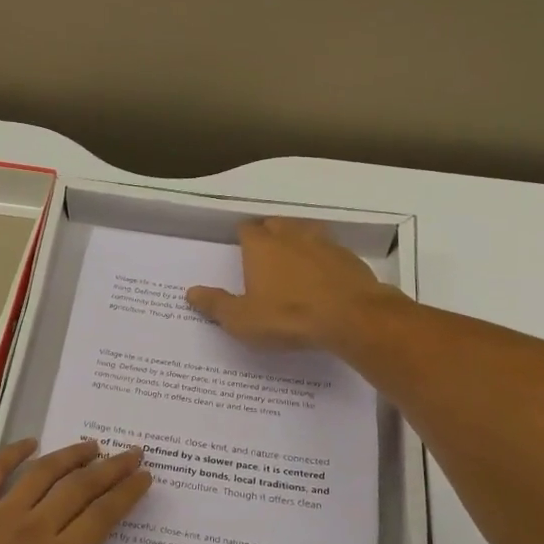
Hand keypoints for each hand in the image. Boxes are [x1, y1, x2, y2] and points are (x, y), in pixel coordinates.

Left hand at [0, 439, 150, 543]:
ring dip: (73, 454)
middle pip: (82, 488)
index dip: (127, 495)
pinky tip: (30, 442)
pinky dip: (16, 452)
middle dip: (112, 468)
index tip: (144, 477)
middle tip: (133, 452)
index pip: (102, 520)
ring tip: (93, 444)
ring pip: (46, 472)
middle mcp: (35, 529)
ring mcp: (0, 512)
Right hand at [185, 217, 389, 351]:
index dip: (242, 238)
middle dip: (268, 233)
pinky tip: (323, 276)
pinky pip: (330, 250)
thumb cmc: (288, 317)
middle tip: (264, 254)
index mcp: (261, 247)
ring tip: (294, 260)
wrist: (352, 317)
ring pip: (305, 232)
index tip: (240, 249)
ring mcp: (324, 243)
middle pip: (275, 224)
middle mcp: (291, 236)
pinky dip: (323, 258)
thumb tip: (190, 293)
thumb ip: (216, 305)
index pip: (246, 229)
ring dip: (298, 241)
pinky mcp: (349, 258)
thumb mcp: (242, 320)